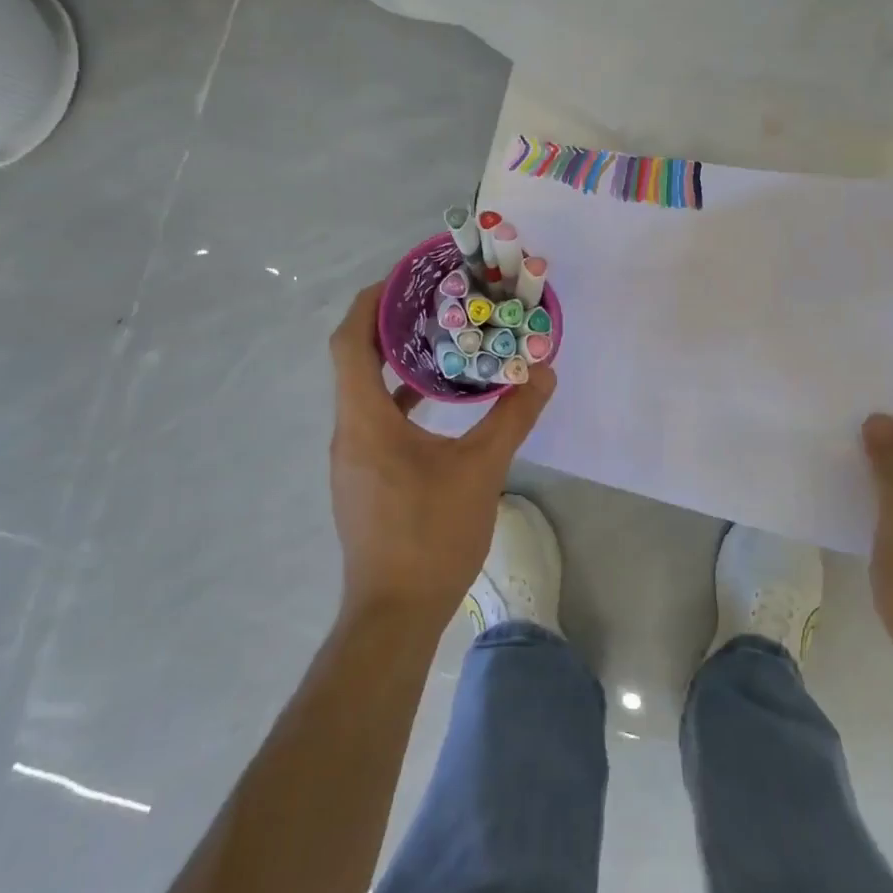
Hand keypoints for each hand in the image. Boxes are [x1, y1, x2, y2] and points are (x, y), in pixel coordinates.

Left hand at [328, 283, 557, 633]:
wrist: (393, 616)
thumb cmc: (430, 535)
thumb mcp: (482, 470)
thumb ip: (513, 417)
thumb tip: (543, 374)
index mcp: (365, 419)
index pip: (349, 342)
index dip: (369, 302)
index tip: (402, 277)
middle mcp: (349, 431)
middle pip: (353, 359)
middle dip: (386, 323)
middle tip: (431, 298)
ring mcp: (352, 456)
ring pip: (363, 389)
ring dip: (393, 360)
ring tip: (438, 337)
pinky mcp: (363, 477)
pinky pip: (374, 416)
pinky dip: (398, 395)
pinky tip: (435, 399)